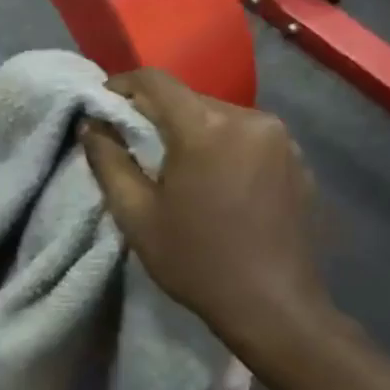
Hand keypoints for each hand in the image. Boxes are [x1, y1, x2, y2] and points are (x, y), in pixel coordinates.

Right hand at [81, 68, 330, 355]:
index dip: (123, 84)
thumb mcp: (136, 214)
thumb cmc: (196, 260)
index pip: (155, 81)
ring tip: (177, 168)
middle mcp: (249, 118)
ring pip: (219, 117)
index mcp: (205, 128)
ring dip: (192, 131)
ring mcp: (281, 138)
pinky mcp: (299, 160)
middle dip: (157, 113)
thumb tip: (91, 124)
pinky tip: (217, 183)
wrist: (275, 308)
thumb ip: (107, 160)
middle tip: (135, 143)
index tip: (104, 103)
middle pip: (189, 98)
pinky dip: (224, 147)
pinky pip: (248, 137)